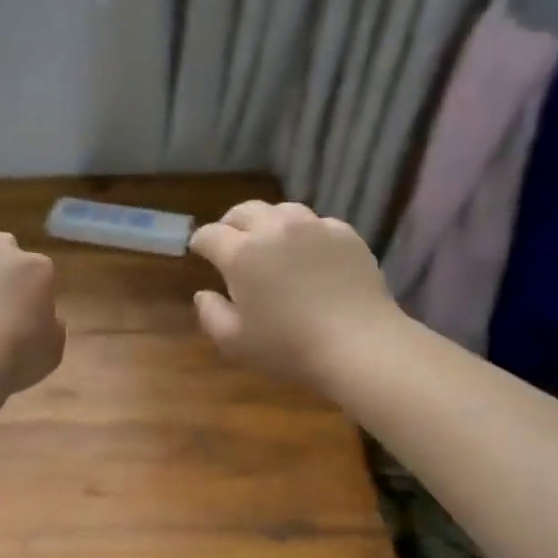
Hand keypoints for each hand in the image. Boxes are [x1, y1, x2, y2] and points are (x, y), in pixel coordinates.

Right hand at [188, 201, 402, 389]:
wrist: (359, 344)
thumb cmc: (288, 347)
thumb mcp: (235, 342)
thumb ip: (211, 315)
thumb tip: (203, 294)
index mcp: (241, 254)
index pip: (210, 235)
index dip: (200, 241)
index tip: (198, 250)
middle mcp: (274, 230)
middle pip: (244, 211)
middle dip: (230, 223)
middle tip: (229, 240)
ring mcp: (314, 228)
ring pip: (282, 210)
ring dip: (267, 221)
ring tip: (268, 240)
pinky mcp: (345, 234)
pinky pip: (317, 223)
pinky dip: (304, 232)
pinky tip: (308, 251)